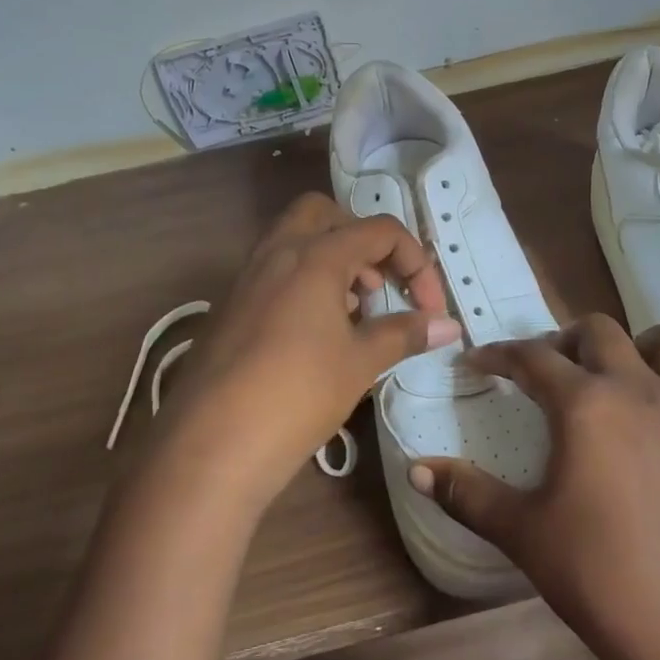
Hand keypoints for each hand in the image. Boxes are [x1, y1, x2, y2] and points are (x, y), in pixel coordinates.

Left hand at [161, 192, 457, 501]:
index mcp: (315, 256)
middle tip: (379, 285)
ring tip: (353, 313)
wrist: (211, 445)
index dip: (416, 263)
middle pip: (326, 214)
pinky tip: (314, 335)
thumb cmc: (298, 395)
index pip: (380, 231)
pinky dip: (302, 283)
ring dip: (331, 261)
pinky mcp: (229, 306)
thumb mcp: (360, 363)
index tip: (429, 309)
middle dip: (361, 240)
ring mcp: (246, 278)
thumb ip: (405, 334)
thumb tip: (449, 326)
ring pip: (294, 241)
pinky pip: (273, 272)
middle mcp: (276, 252)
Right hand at [408, 315, 659, 659]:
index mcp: (585, 405)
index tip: (479, 363)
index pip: (531, 358)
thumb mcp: (522, 534)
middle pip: (601, 332)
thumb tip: (415, 468)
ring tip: (632, 363)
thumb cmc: (600, 579)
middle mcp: (641, 391)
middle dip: (567, 338)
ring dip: (652, 340)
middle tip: (550, 369)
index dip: (499, 354)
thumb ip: (465, 494)